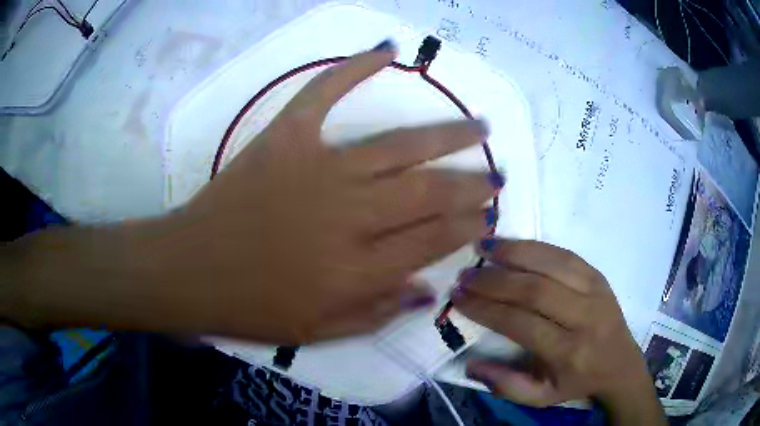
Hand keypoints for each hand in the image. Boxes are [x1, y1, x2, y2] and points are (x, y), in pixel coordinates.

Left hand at [140, 44, 493, 342]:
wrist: (190, 271)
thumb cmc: (251, 308)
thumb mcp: (319, 333)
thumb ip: (379, 313)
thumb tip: (430, 292)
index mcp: (358, 270)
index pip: (433, 241)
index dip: (467, 227)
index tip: (488, 216)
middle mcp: (349, 216)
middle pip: (429, 192)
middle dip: (471, 183)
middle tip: (497, 174)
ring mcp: (317, 169)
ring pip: (399, 146)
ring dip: (447, 136)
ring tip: (479, 127)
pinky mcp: (284, 139)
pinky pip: (323, 93)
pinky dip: (353, 67)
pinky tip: (386, 50)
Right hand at [452, 239, 665, 423]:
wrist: (620, 363)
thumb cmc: (577, 382)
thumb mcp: (541, 397)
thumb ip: (506, 384)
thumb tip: (470, 363)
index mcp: (568, 353)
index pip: (521, 324)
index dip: (487, 309)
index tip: (459, 299)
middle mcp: (584, 318)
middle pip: (535, 291)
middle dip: (494, 281)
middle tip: (466, 275)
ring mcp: (595, 291)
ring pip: (551, 264)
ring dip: (514, 253)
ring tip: (484, 248)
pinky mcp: (599, 275)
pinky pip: (565, 254)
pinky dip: (536, 246)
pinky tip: (513, 244)